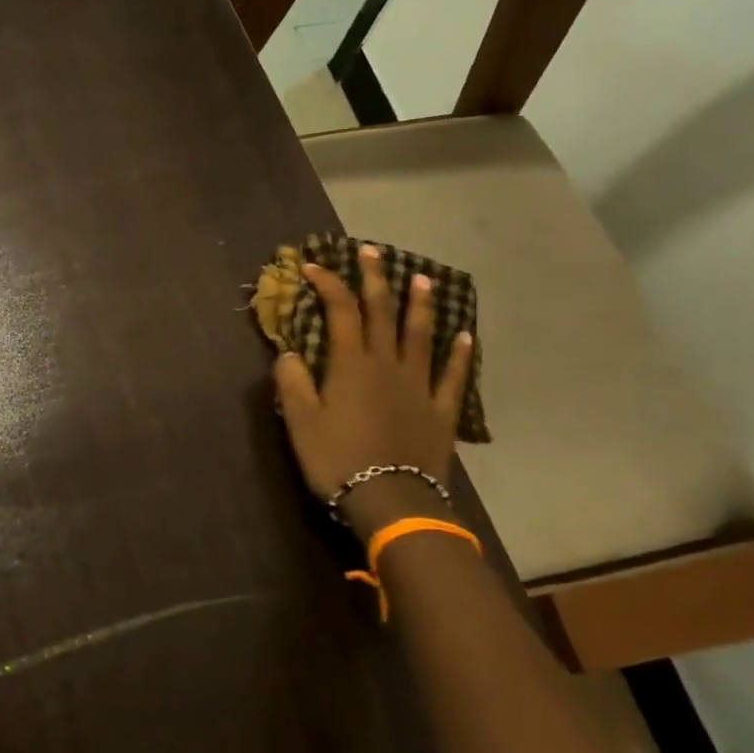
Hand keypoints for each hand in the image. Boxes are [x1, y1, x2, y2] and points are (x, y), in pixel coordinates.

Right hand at [273, 245, 472, 542]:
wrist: (392, 500)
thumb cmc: (338, 459)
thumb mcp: (300, 421)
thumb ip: (293, 382)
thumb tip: (288, 352)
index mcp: (351, 365)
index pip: (340, 312)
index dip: (327, 284)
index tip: (313, 266)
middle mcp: (387, 365)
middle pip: (382, 314)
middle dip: (375, 280)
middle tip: (372, 251)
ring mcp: (418, 386)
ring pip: (420, 336)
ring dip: (420, 305)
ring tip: (422, 278)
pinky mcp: (440, 411)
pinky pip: (452, 376)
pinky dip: (459, 354)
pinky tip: (465, 335)